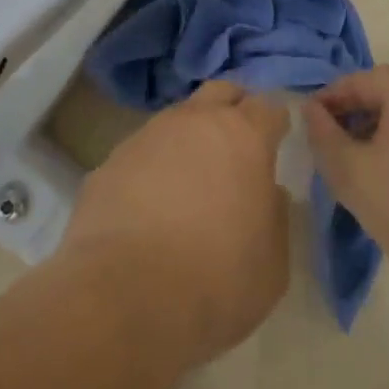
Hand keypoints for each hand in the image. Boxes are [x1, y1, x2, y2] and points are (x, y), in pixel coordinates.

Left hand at [63, 81, 289, 373]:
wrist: (123, 296)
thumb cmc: (215, 282)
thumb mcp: (272, 264)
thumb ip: (274, 216)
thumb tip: (266, 192)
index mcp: (243, 137)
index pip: (268, 107)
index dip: (275, 122)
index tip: (277, 140)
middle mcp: (195, 122)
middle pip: (220, 92)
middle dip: (233, 107)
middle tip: (238, 141)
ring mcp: (148, 135)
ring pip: (177, 118)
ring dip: (190, 137)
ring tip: (192, 177)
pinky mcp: (111, 160)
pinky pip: (142, 152)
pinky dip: (153, 166)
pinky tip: (150, 203)